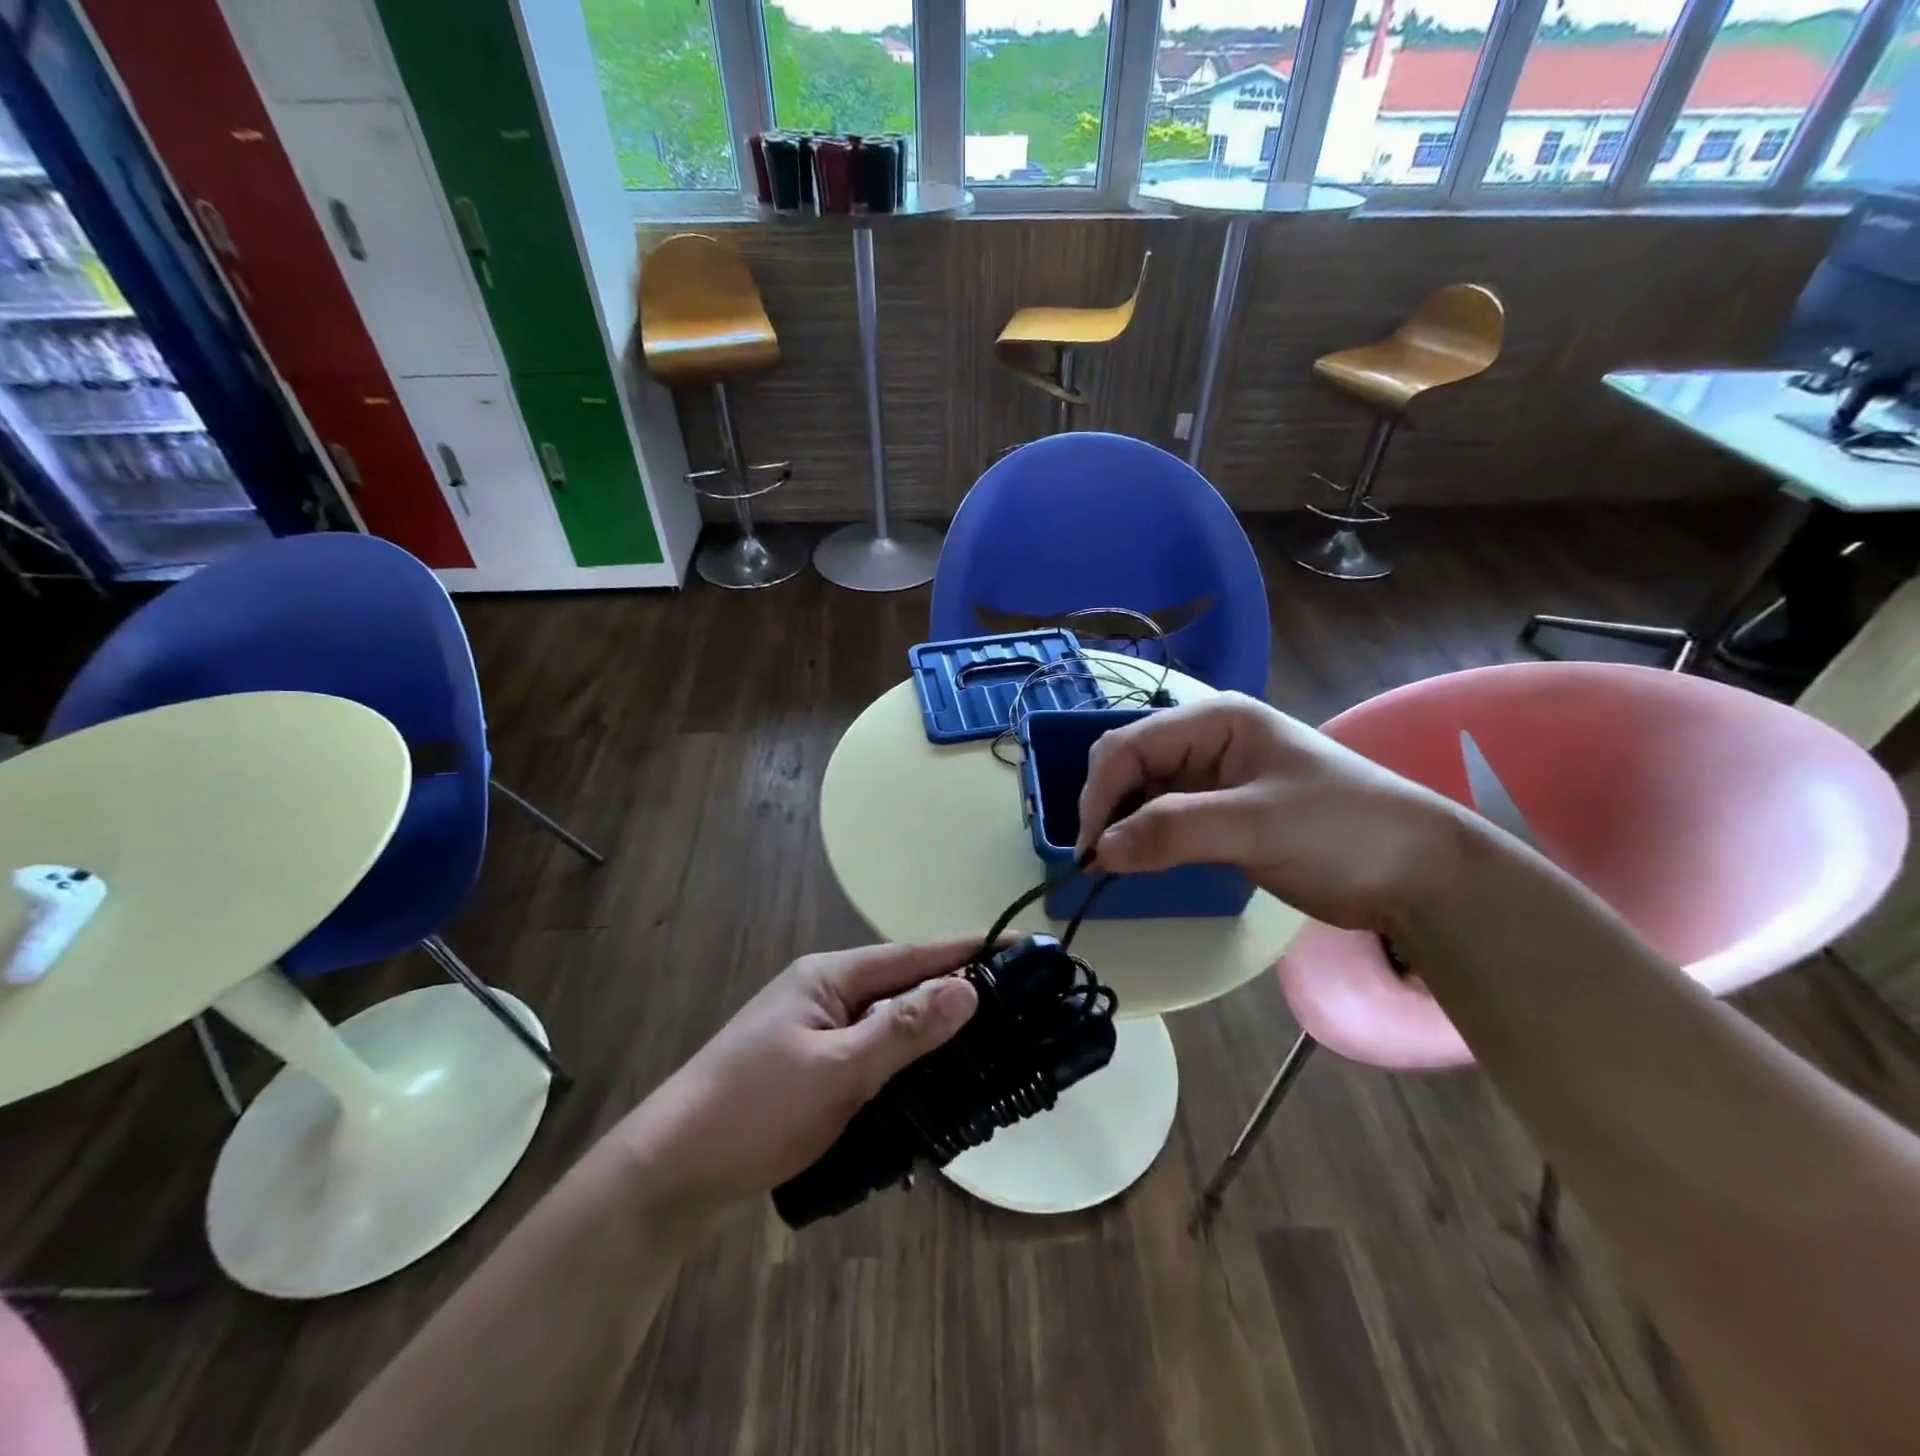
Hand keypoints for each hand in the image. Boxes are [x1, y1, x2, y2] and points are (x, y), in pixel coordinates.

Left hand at [614, 939, 980, 1218]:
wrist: (669, 1171)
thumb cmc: (754, 1110)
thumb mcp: (837, 1070)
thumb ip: (903, 1030)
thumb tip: (969, 989)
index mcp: (828, 976)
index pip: (912, 954)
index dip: (966, 950)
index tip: (1018, 947)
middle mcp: (823, 993)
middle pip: (902, 986)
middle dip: (955, 993)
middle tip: (1016, 1005)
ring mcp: (814, 1031)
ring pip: (888, 1023)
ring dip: (930, 1033)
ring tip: (987, 1044)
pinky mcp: (809, 1068)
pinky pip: (871, 1054)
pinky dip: (903, 1063)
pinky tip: (931, 1085)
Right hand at [1075, 693, 1471, 933]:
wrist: (1417, 872)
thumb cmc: (1343, 830)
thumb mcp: (1258, 825)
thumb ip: (1175, 832)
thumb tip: (1098, 852)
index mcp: (1214, 720)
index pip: (1130, 745)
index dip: (1099, 792)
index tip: (1090, 849)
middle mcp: (1204, 740)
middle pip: (1128, 765)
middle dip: (1106, 808)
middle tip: (1098, 862)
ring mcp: (1210, 777)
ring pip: (1140, 793)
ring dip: (1120, 825)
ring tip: (1111, 867)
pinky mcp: (1217, 812)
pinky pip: (1161, 818)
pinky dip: (1142, 839)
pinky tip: (1137, 863)